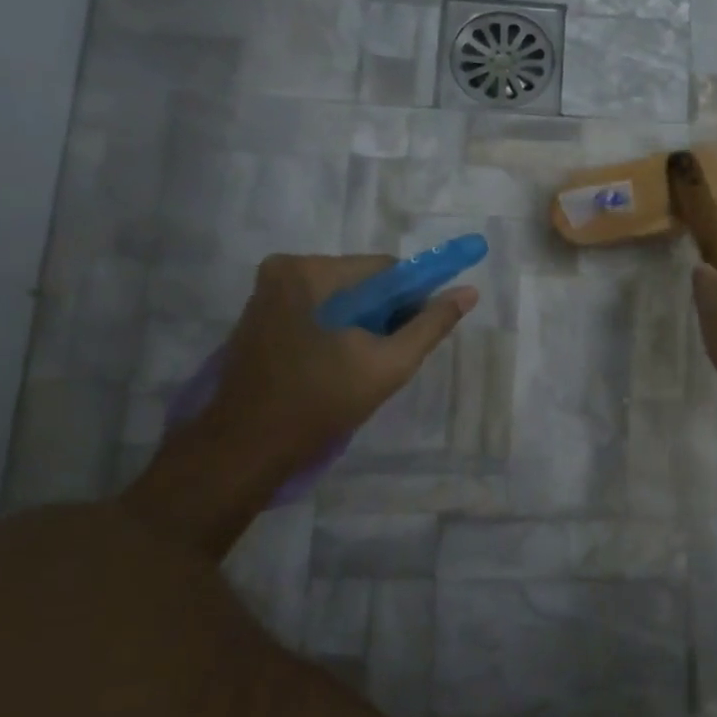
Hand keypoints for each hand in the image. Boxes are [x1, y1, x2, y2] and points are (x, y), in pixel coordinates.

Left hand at [206, 253, 476, 469]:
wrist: (246, 447)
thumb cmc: (320, 403)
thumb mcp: (389, 364)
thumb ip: (431, 325)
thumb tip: (469, 292)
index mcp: (311, 271)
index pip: (385, 269)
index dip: (410, 300)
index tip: (414, 336)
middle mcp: (284, 269)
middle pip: (360, 283)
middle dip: (383, 315)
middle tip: (386, 357)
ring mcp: (266, 292)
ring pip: (339, 299)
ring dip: (359, 325)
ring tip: (359, 367)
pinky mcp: (258, 315)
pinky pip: (316, 311)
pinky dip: (334, 332)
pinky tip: (334, 366)